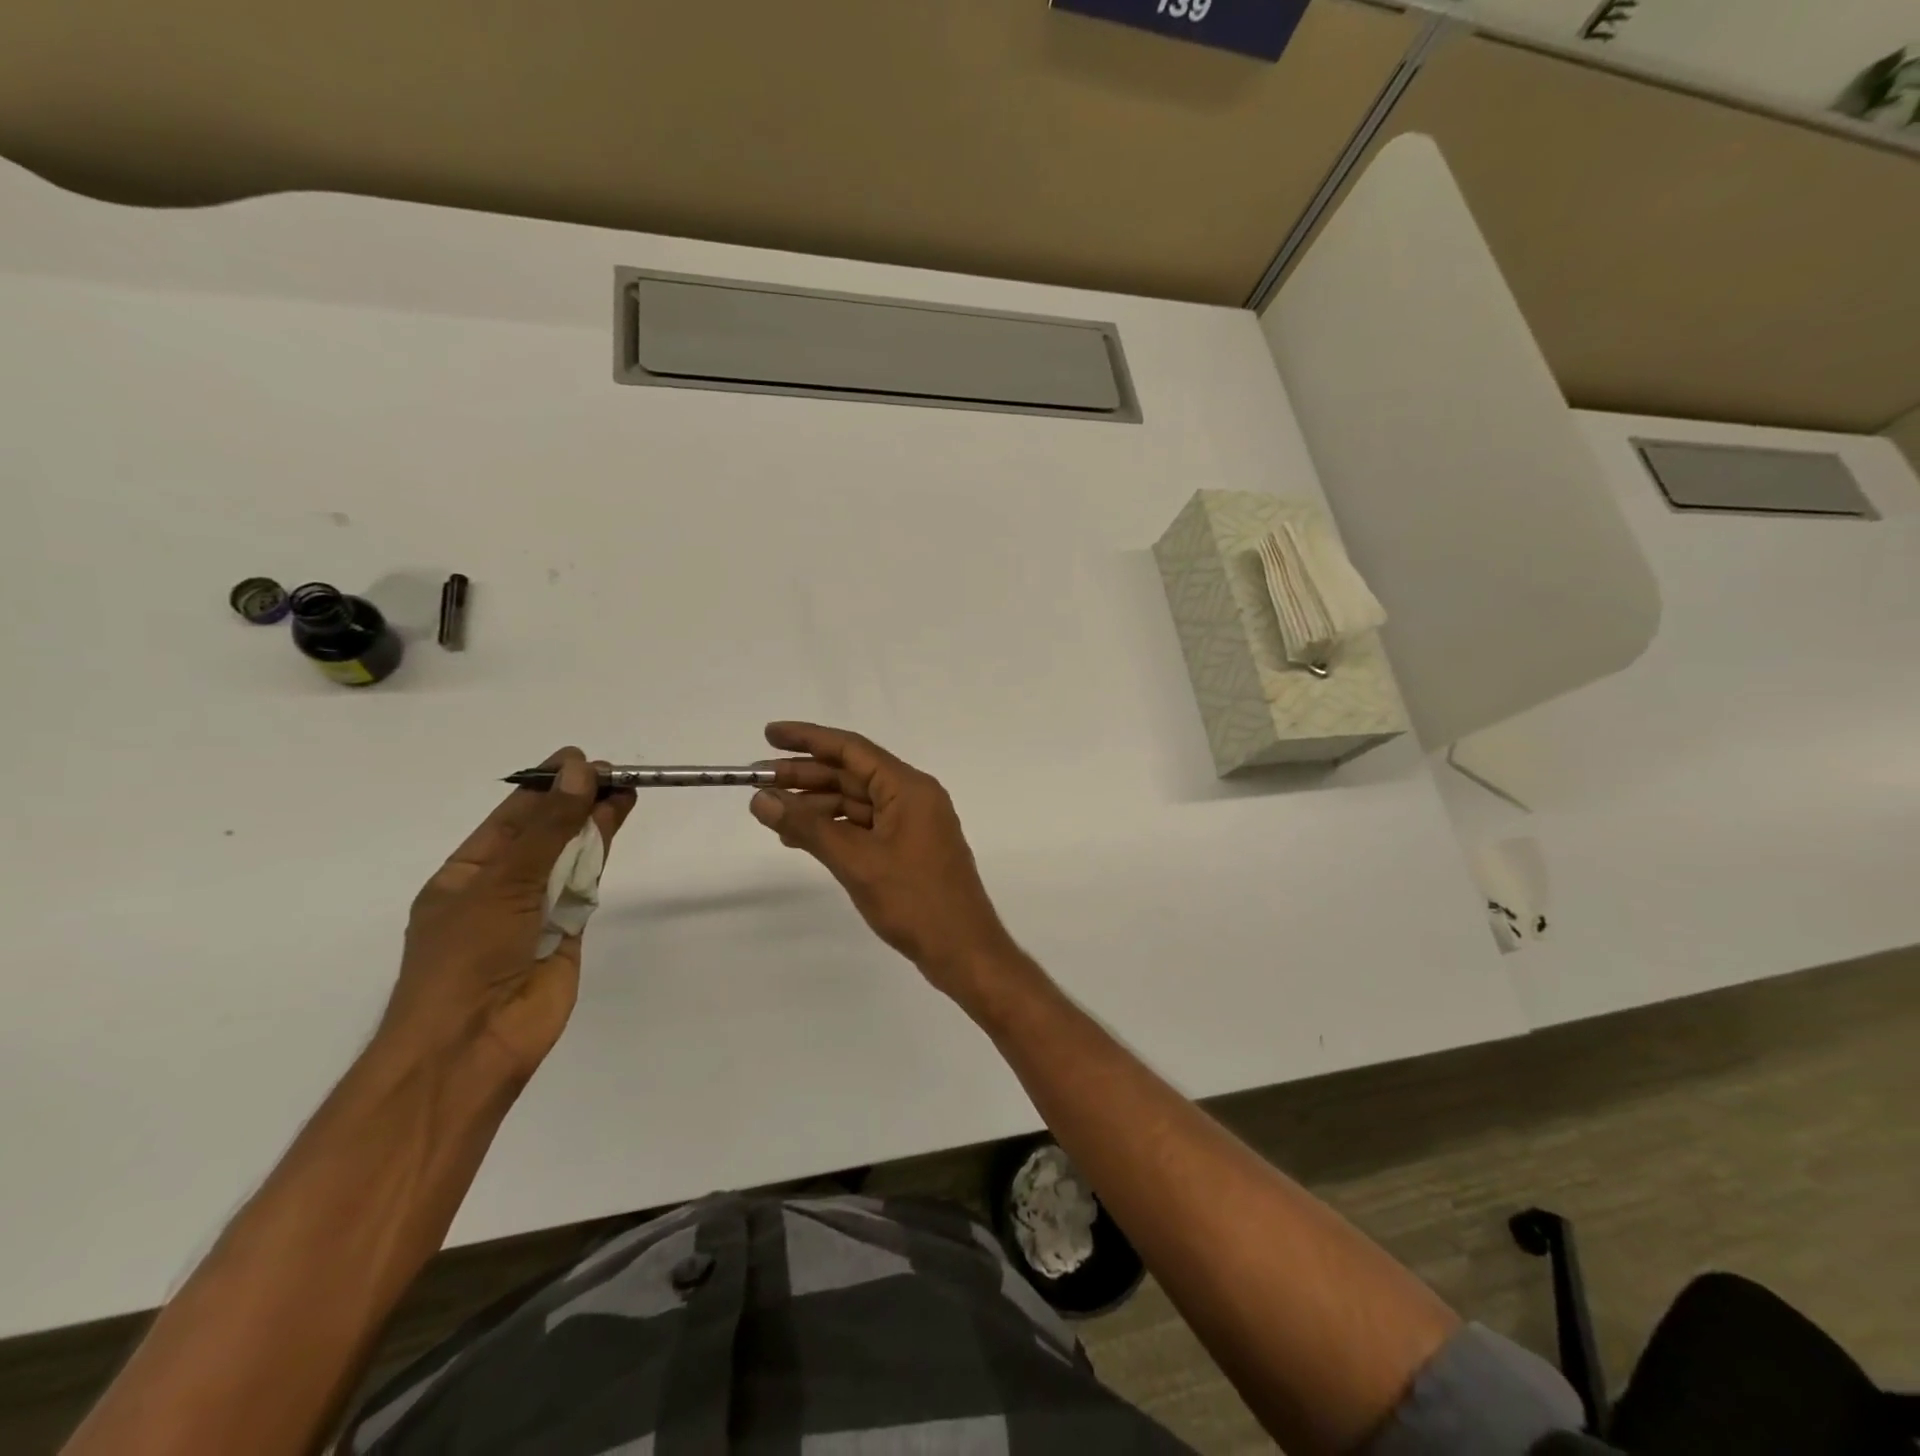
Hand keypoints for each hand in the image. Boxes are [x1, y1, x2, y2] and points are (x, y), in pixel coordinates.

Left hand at [382, 748, 634, 1081]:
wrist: (473, 1045)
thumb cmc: (466, 958)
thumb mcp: (503, 881)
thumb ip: (549, 827)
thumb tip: (581, 770)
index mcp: (465, 876)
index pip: (509, 819)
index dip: (544, 787)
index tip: (580, 760)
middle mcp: (500, 889)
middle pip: (544, 835)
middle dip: (574, 803)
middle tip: (613, 773)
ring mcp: (535, 912)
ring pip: (569, 857)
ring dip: (593, 824)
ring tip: (624, 791)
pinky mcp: (568, 932)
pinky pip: (585, 886)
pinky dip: (600, 857)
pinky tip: (615, 828)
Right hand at [749, 722, 1019, 1002]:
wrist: (963, 950)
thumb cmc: (914, 900)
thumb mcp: (856, 861)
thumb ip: (808, 827)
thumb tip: (761, 799)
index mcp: (909, 788)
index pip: (852, 749)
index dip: (808, 738)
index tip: (769, 735)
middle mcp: (913, 797)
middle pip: (852, 774)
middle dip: (805, 775)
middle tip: (757, 778)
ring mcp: (912, 825)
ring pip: (856, 802)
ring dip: (816, 805)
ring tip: (771, 811)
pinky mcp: (908, 850)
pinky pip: (865, 827)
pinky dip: (834, 829)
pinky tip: (801, 839)